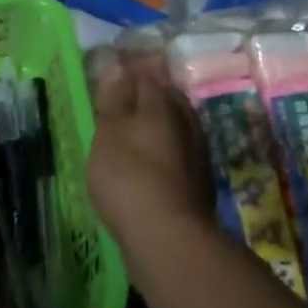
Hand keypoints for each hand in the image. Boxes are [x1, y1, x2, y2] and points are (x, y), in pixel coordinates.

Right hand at [87, 48, 214, 249]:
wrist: (168, 238)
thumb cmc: (129, 176)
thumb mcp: (108, 134)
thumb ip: (113, 101)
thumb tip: (119, 69)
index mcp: (163, 102)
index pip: (148, 76)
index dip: (130, 76)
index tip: (114, 82)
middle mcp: (187, 120)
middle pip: (167, 100)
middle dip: (148, 100)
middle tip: (124, 109)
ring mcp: (198, 153)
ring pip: (176, 129)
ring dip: (158, 130)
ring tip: (134, 140)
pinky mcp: (200, 184)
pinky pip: (179, 157)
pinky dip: (164, 157)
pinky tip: (150, 170)